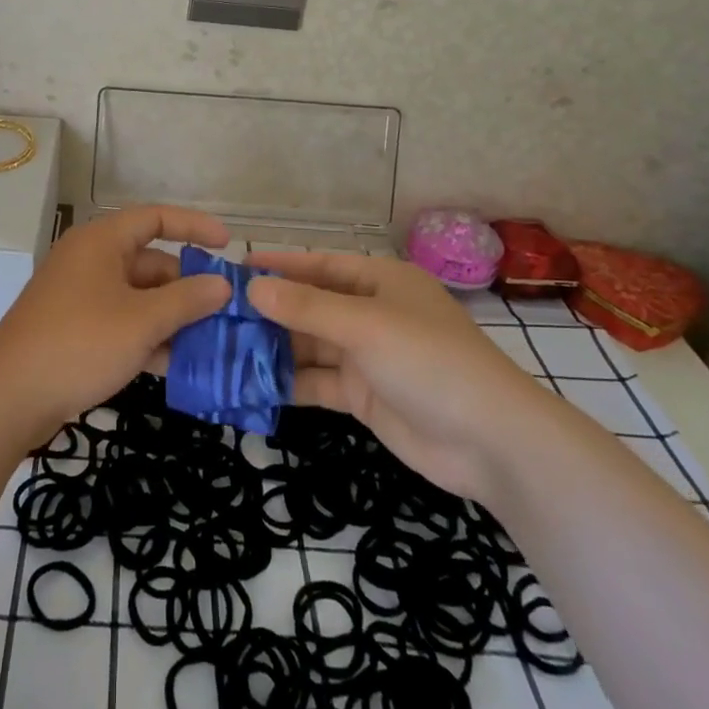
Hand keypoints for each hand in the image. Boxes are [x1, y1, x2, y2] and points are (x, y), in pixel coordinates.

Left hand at [0, 206, 231, 445]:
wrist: (9, 396)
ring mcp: (80, 296)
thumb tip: (223, 284)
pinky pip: (121, 321)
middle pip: (150, 262)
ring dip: (171, 317)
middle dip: (187, 287)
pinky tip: (175, 365)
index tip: (229, 244)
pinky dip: (147, 336)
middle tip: (225, 313)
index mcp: (101, 241)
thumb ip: (187, 300)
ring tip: (211, 343)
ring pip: (138, 297)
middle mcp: (90, 260)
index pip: (155, 218)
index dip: (193, 226)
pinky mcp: (74, 328)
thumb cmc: (79, 343)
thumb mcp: (142, 321)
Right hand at [246, 250, 562, 501]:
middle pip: (311, 305)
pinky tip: (251, 385)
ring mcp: (368, 357)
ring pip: (310, 345)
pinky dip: (288, 383)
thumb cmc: (429, 362)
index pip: (319, 265)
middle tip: (216, 314)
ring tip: (222, 349)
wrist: (493, 443)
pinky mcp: (364, 396)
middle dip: (269, 310)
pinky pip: (318, 382)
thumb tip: (252, 287)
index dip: (279, 265)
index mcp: (380, 282)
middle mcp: (372, 313)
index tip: (234, 268)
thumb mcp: (365, 326)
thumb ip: (307, 307)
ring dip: (273, 348)